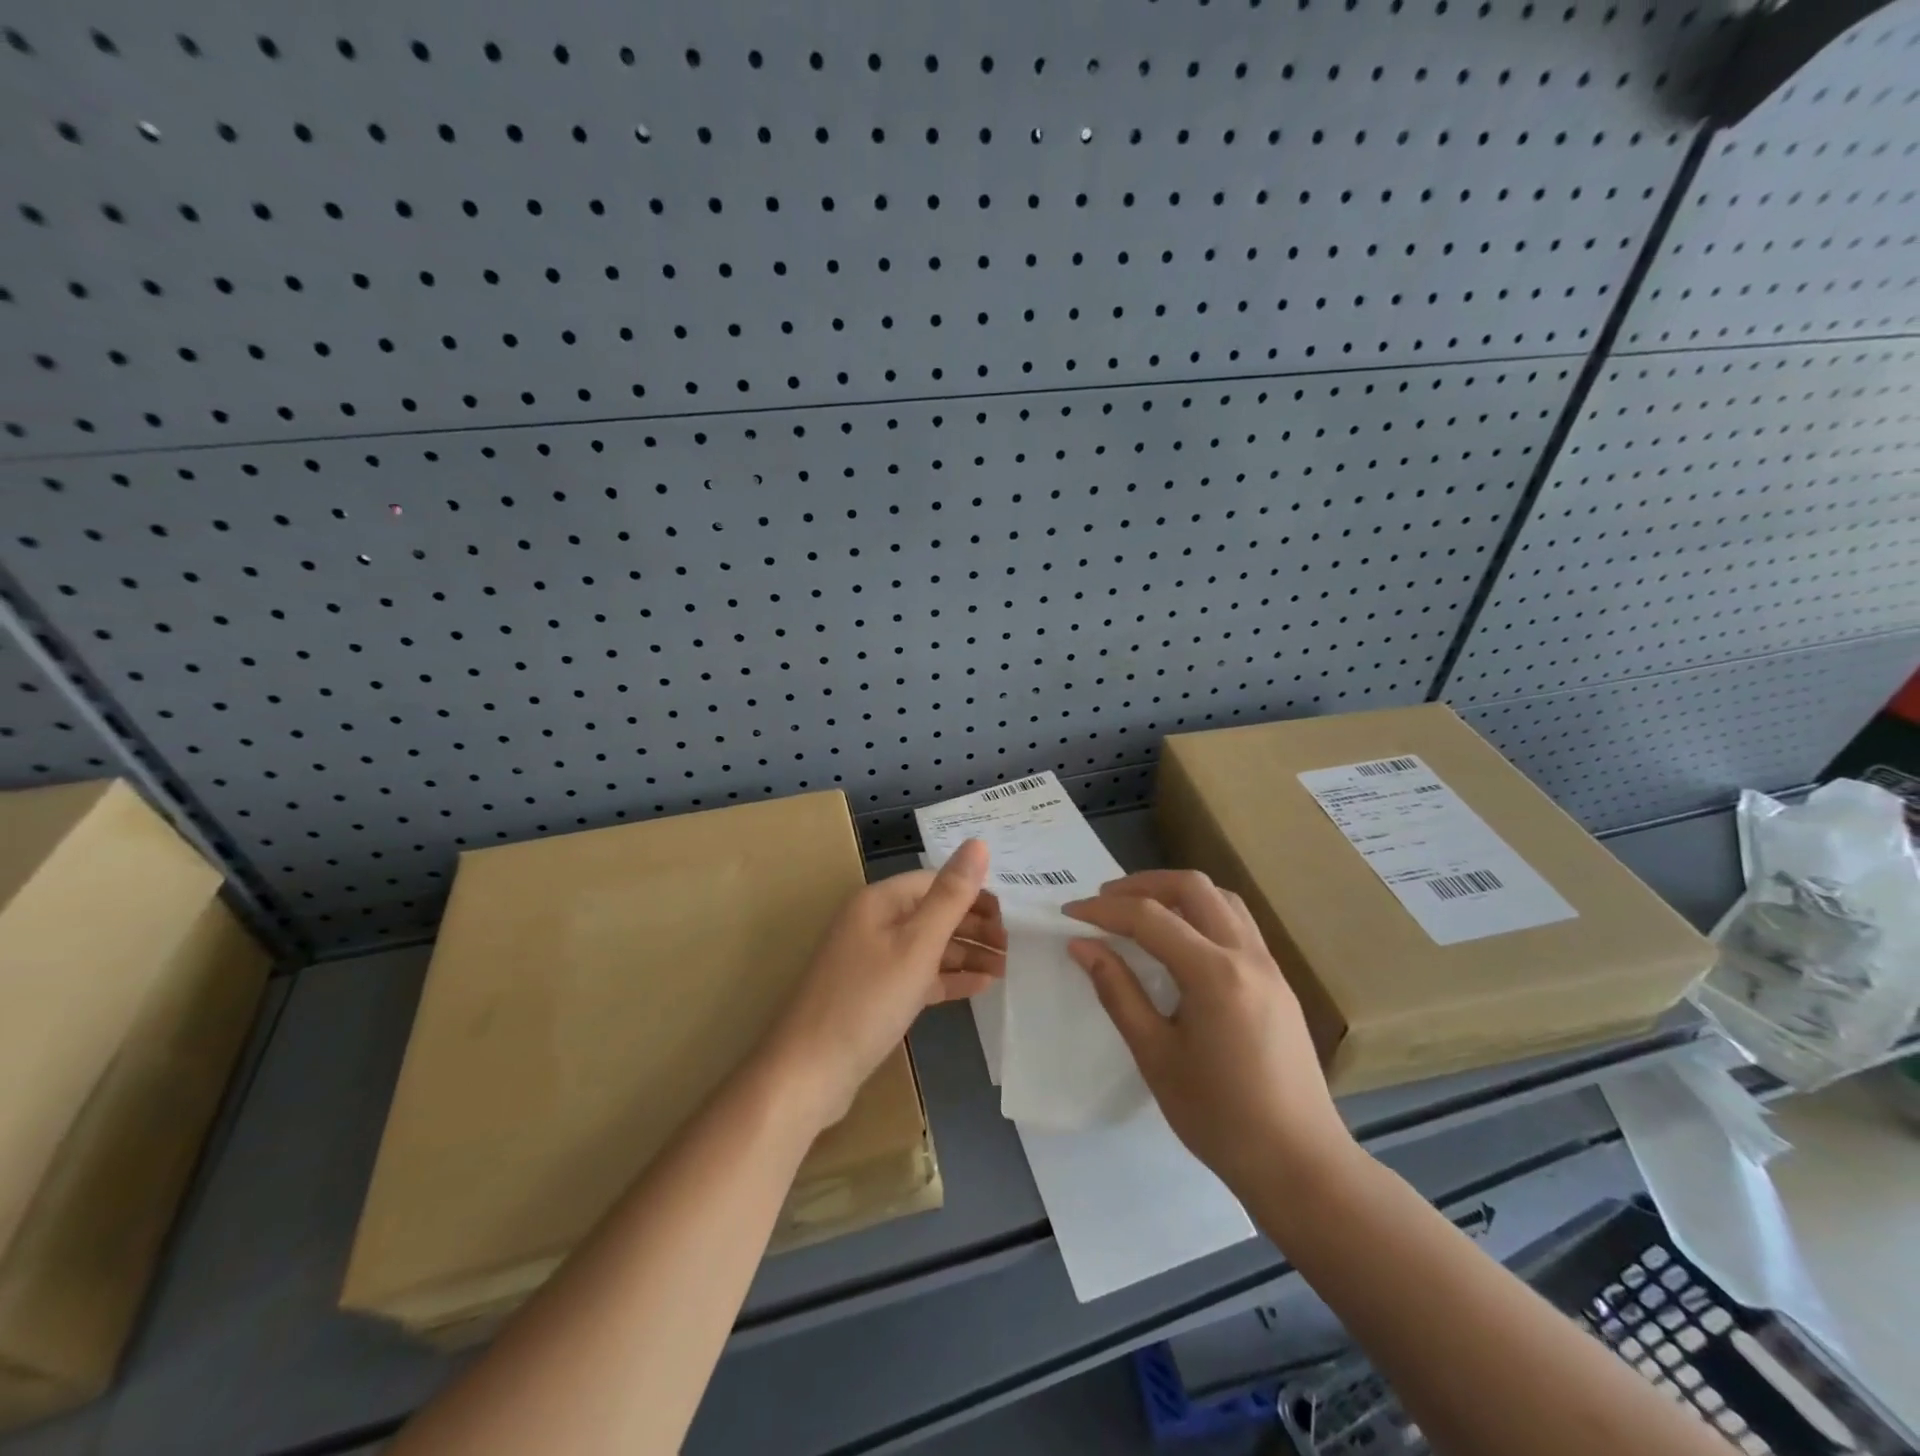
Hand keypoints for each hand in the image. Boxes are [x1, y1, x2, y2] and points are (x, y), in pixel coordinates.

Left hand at [762, 840, 1003, 1129]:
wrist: (809, 1072)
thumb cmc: (867, 1000)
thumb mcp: (917, 945)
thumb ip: (951, 896)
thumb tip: (979, 843)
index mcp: (880, 902)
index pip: (935, 882)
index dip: (974, 894)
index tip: (1011, 916)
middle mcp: (874, 923)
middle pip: (933, 913)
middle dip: (974, 926)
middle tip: (1014, 947)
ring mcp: (872, 960)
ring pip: (929, 946)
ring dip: (966, 953)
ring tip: (1007, 967)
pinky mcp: (875, 993)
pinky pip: (918, 975)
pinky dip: (948, 978)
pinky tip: (980, 986)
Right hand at [1063, 870, 1350, 1196]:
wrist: (1300, 1165)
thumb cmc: (1219, 1117)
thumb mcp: (1156, 1056)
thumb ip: (1118, 992)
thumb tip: (1082, 945)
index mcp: (1215, 973)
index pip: (1150, 917)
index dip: (1104, 910)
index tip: (1069, 913)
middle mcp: (1246, 955)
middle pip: (1192, 887)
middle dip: (1143, 884)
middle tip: (1105, 901)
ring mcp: (1269, 965)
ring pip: (1221, 898)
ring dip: (1177, 893)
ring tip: (1141, 912)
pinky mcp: (1278, 981)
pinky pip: (1237, 923)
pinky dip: (1202, 913)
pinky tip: (1181, 941)